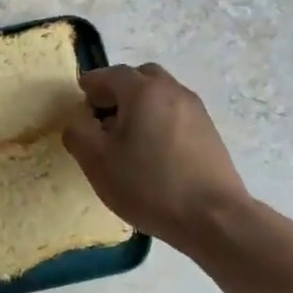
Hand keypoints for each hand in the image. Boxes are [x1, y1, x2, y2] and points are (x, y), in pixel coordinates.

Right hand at [63, 63, 252, 248]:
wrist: (214, 218)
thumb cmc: (149, 185)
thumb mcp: (97, 161)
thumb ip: (78, 132)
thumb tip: (79, 121)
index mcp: (143, 91)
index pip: (110, 74)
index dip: (91, 85)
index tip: (80, 101)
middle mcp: (172, 90)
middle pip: (140, 78)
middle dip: (118, 92)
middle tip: (104, 118)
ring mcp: (196, 110)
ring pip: (160, 96)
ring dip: (140, 107)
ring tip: (128, 140)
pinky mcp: (209, 132)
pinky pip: (175, 114)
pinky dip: (159, 121)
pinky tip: (153, 153)